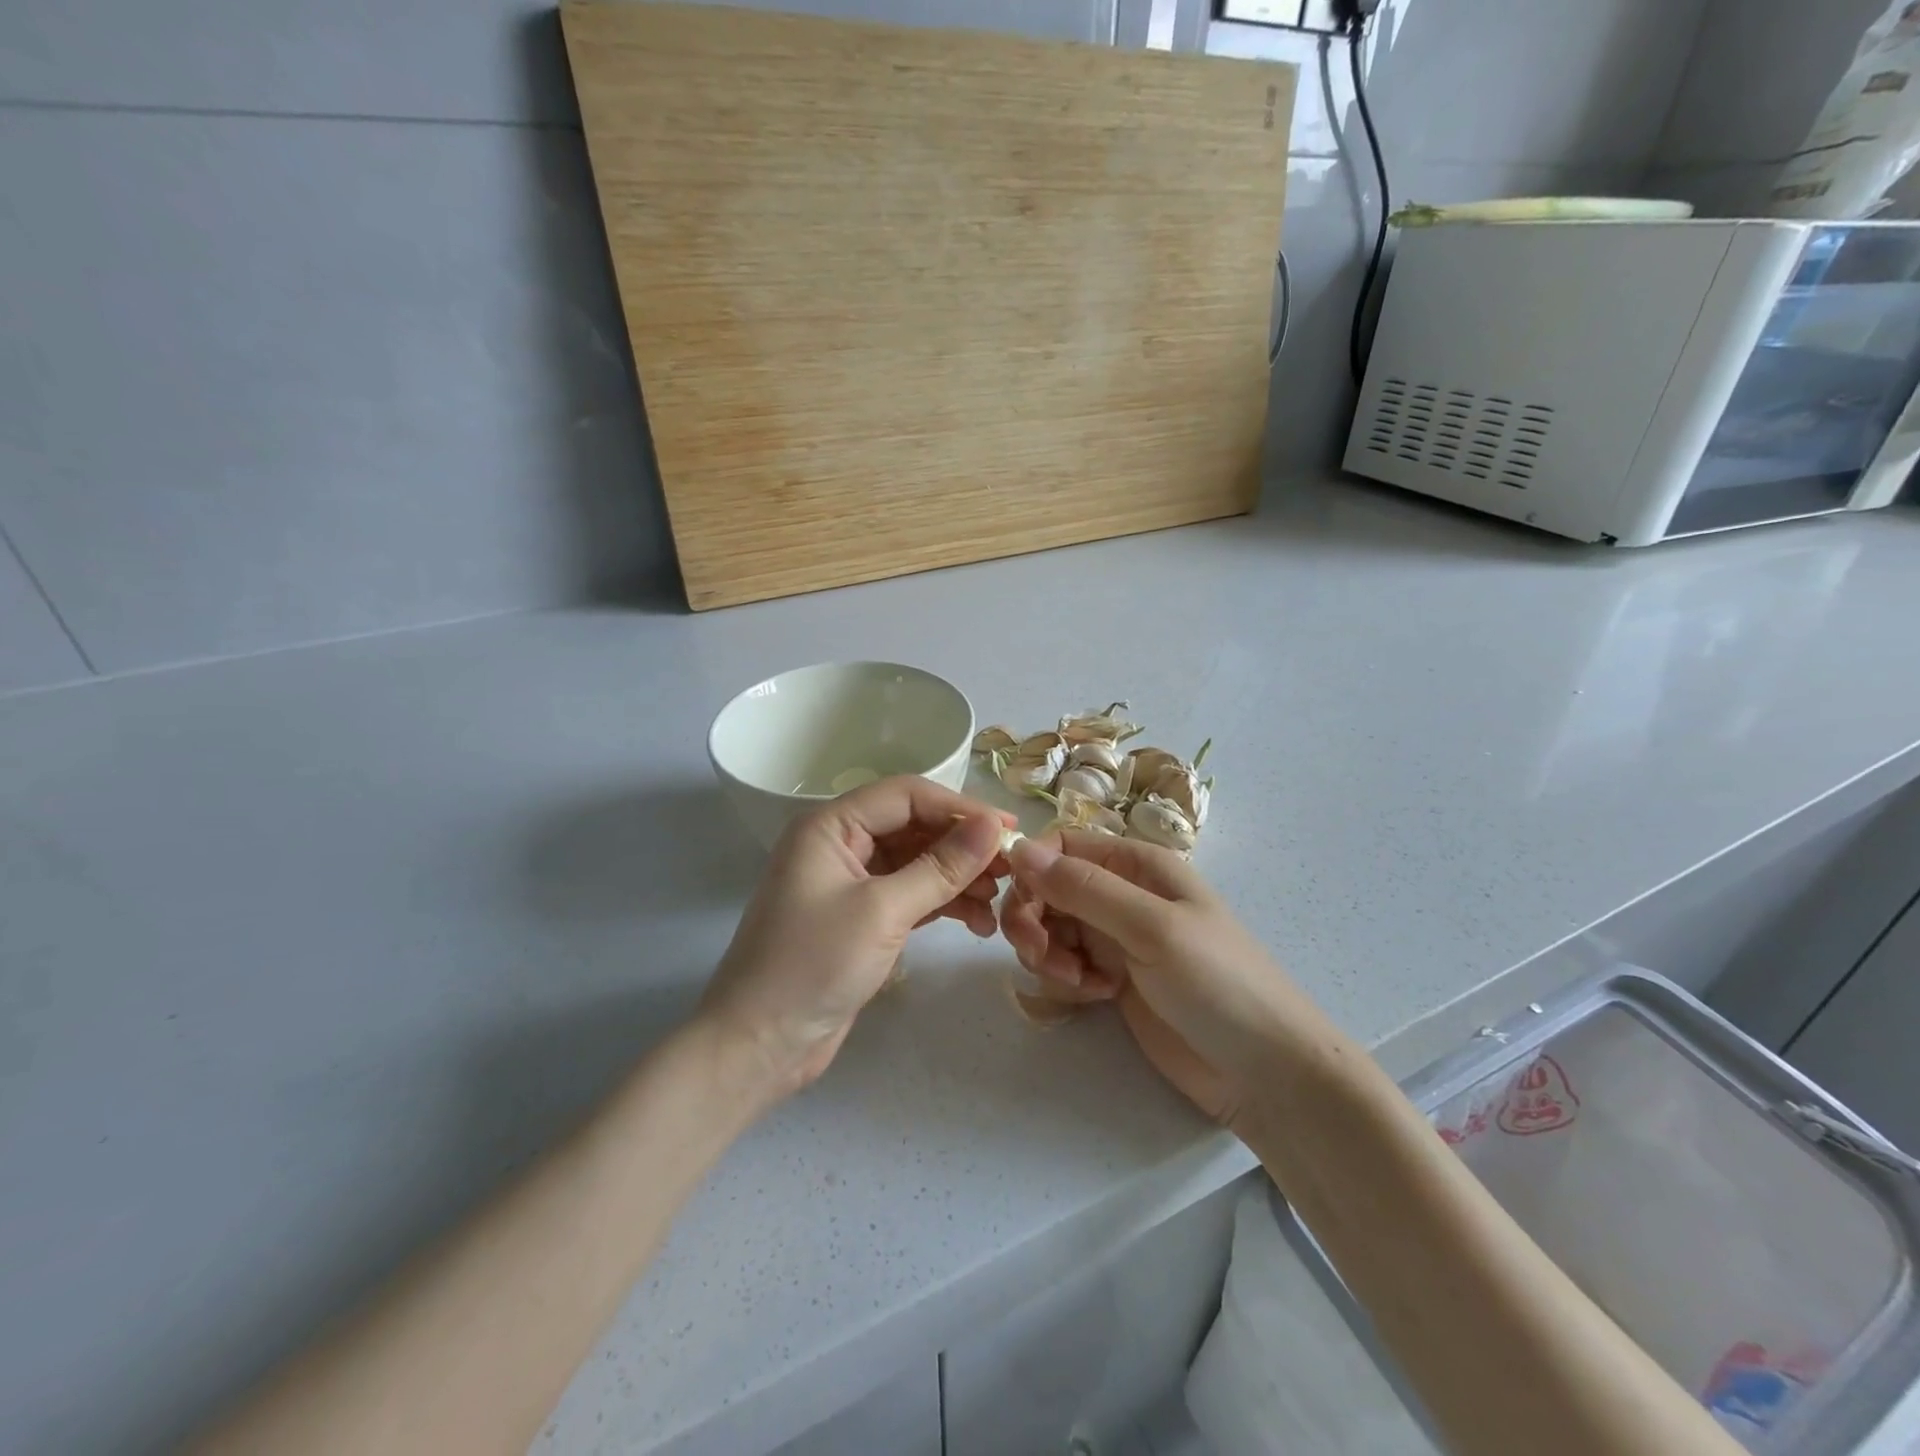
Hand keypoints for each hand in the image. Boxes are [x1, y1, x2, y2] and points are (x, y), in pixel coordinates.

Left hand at [699, 776, 1012, 1098]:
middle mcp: (840, 845)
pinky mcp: (861, 919)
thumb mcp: (883, 911)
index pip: (907, 796)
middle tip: (1010, 870)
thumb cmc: (812, 966)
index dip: (960, 807)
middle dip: (962, 847)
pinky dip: (942, 904)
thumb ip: (940, 867)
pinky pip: (911, 896)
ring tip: (997, 901)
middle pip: (914, 828)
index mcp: (831, 826)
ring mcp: (851, 883)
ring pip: (916, 863)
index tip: (1009, 830)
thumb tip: (993, 826)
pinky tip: (977, 922)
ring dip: (957, 878)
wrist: (758, 1046)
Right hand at [999, 834, 1331, 1127]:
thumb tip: (1019, 848)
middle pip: (1047, 889)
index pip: (1062, 845)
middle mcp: (1121, 893)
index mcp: (1136, 864)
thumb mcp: (1151, 927)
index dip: (1032, 868)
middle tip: (1039, 956)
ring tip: (1079, 985)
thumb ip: (1084, 888)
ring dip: (1048, 954)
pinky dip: (1066, 979)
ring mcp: (1115, 938)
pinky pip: (1065, 964)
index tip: (1018, 904)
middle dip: (1033, 919)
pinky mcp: (1112, 979)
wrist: (1265, 1072)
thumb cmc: (1218, 984)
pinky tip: (1095, 997)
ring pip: (1050, 928)